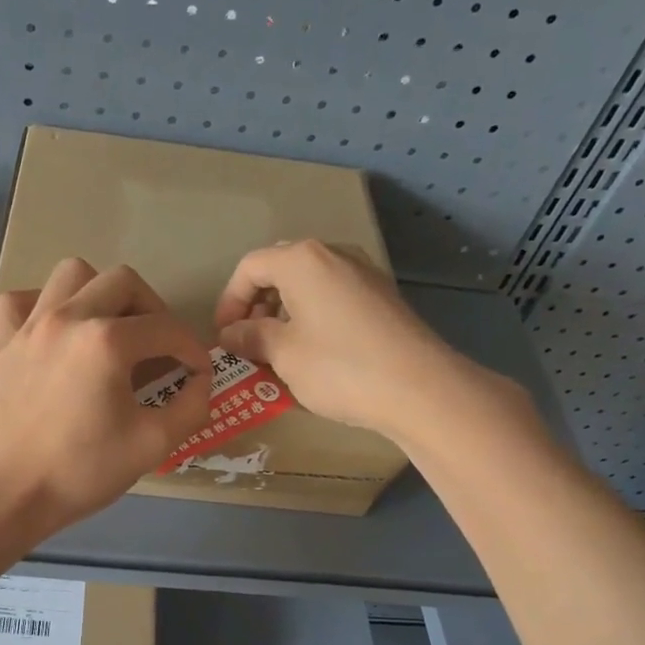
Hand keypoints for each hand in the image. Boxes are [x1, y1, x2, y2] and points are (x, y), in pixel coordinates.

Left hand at [0, 259, 210, 538]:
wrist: (3, 494)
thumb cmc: (79, 472)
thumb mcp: (152, 446)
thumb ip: (190, 408)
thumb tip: (200, 382)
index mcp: (107, 341)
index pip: (166, 328)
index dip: (192, 349)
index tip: (197, 373)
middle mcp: (67, 317)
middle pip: (123, 282)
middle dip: (152, 309)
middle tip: (158, 346)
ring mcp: (28, 325)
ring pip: (72, 274)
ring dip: (99, 293)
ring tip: (108, 329)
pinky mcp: (0, 341)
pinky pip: (22, 299)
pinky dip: (43, 305)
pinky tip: (54, 333)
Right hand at [214, 240, 525, 442]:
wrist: (420, 389)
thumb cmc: (339, 366)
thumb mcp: (283, 354)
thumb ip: (251, 336)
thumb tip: (231, 333)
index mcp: (302, 260)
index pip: (251, 267)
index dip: (229, 301)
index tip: (224, 336)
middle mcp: (334, 255)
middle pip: (281, 270)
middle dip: (257, 304)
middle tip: (248, 340)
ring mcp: (364, 274)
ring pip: (309, 284)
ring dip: (284, 312)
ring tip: (277, 351)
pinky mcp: (383, 298)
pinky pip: (334, 298)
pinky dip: (313, 317)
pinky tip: (313, 353)